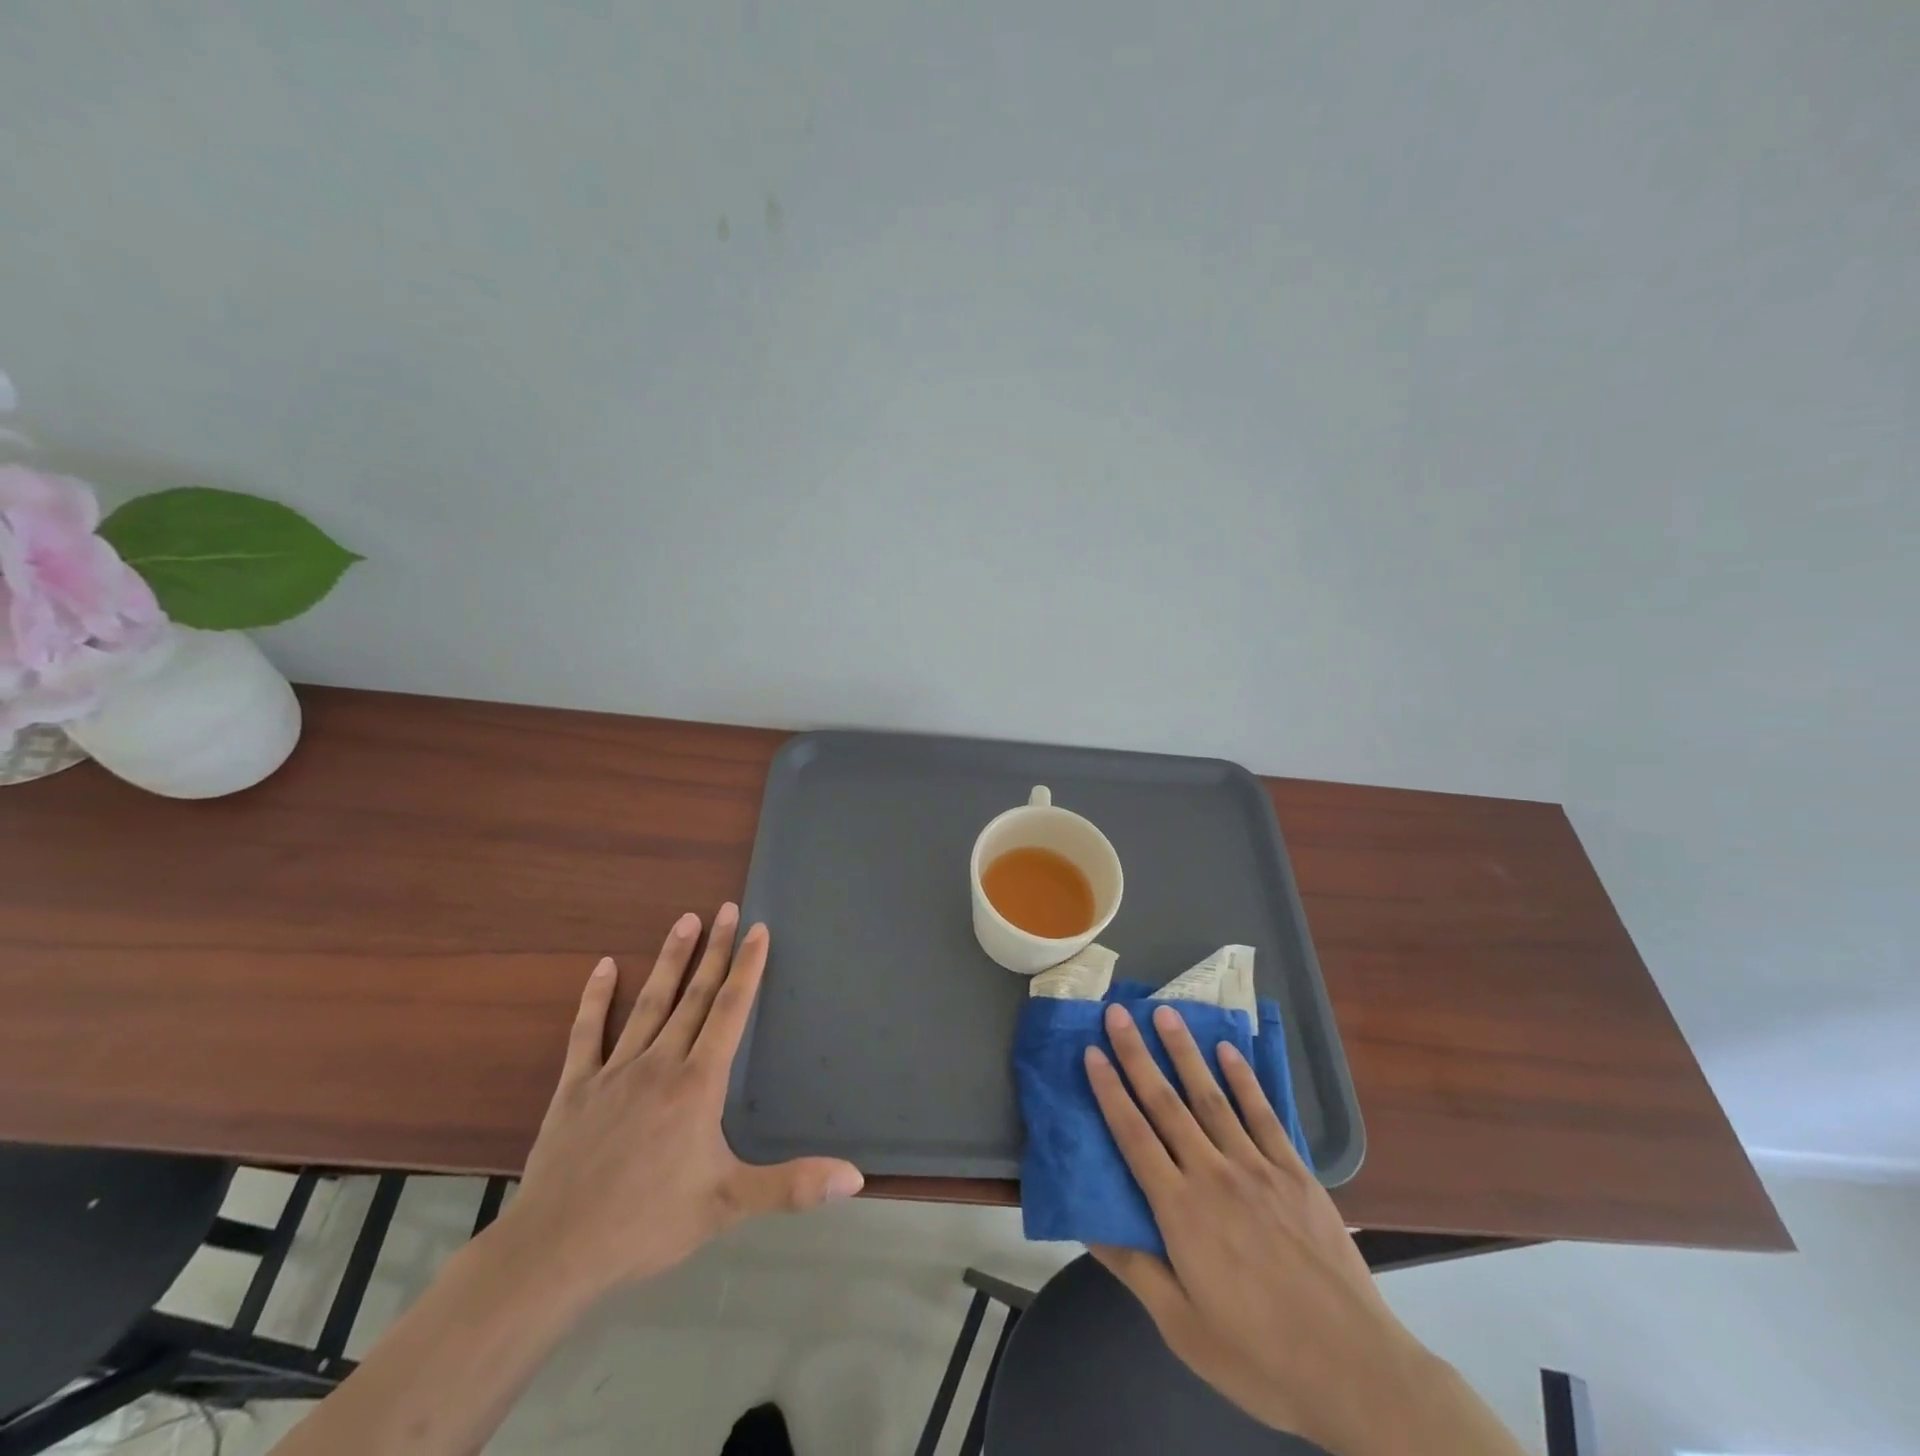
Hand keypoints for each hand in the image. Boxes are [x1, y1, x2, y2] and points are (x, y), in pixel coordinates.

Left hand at [503, 905, 864, 1302]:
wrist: (553, 1253)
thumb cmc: (647, 1224)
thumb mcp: (727, 1205)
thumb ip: (792, 1186)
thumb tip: (855, 1177)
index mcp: (697, 1084)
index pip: (729, 1011)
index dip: (747, 968)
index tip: (758, 929)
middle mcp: (660, 1063)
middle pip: (693, 996)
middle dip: (715, 950)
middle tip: (727, 908)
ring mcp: (615, 1071)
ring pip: (649, 1003)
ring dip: (669, 960)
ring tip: (685, 920)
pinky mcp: (576, 1087)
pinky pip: (587, 1033)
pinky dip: (596, 998)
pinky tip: (603, 966)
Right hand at [1085, 1003, 1522, 1455]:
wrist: (1356, 1371)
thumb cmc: (1259, 1356)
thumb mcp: (1183, 1327)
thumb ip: (1134, 1268)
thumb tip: (1086, 1223)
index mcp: (1180, 1211)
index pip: (1133, 1136)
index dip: (1109, 1091)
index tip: (1090, 1051)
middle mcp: (1213, 1175)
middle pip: (1167, 1103)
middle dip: (1137, 1055)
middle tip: (1117, 1013)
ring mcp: (1258, 1168)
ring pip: (1212, 1097)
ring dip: (1185, 1052)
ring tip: (1165, 1013)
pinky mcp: (1295, 1173)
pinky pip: (1263, 1115)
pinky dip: (1243, 1079)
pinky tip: (1228, 1051)